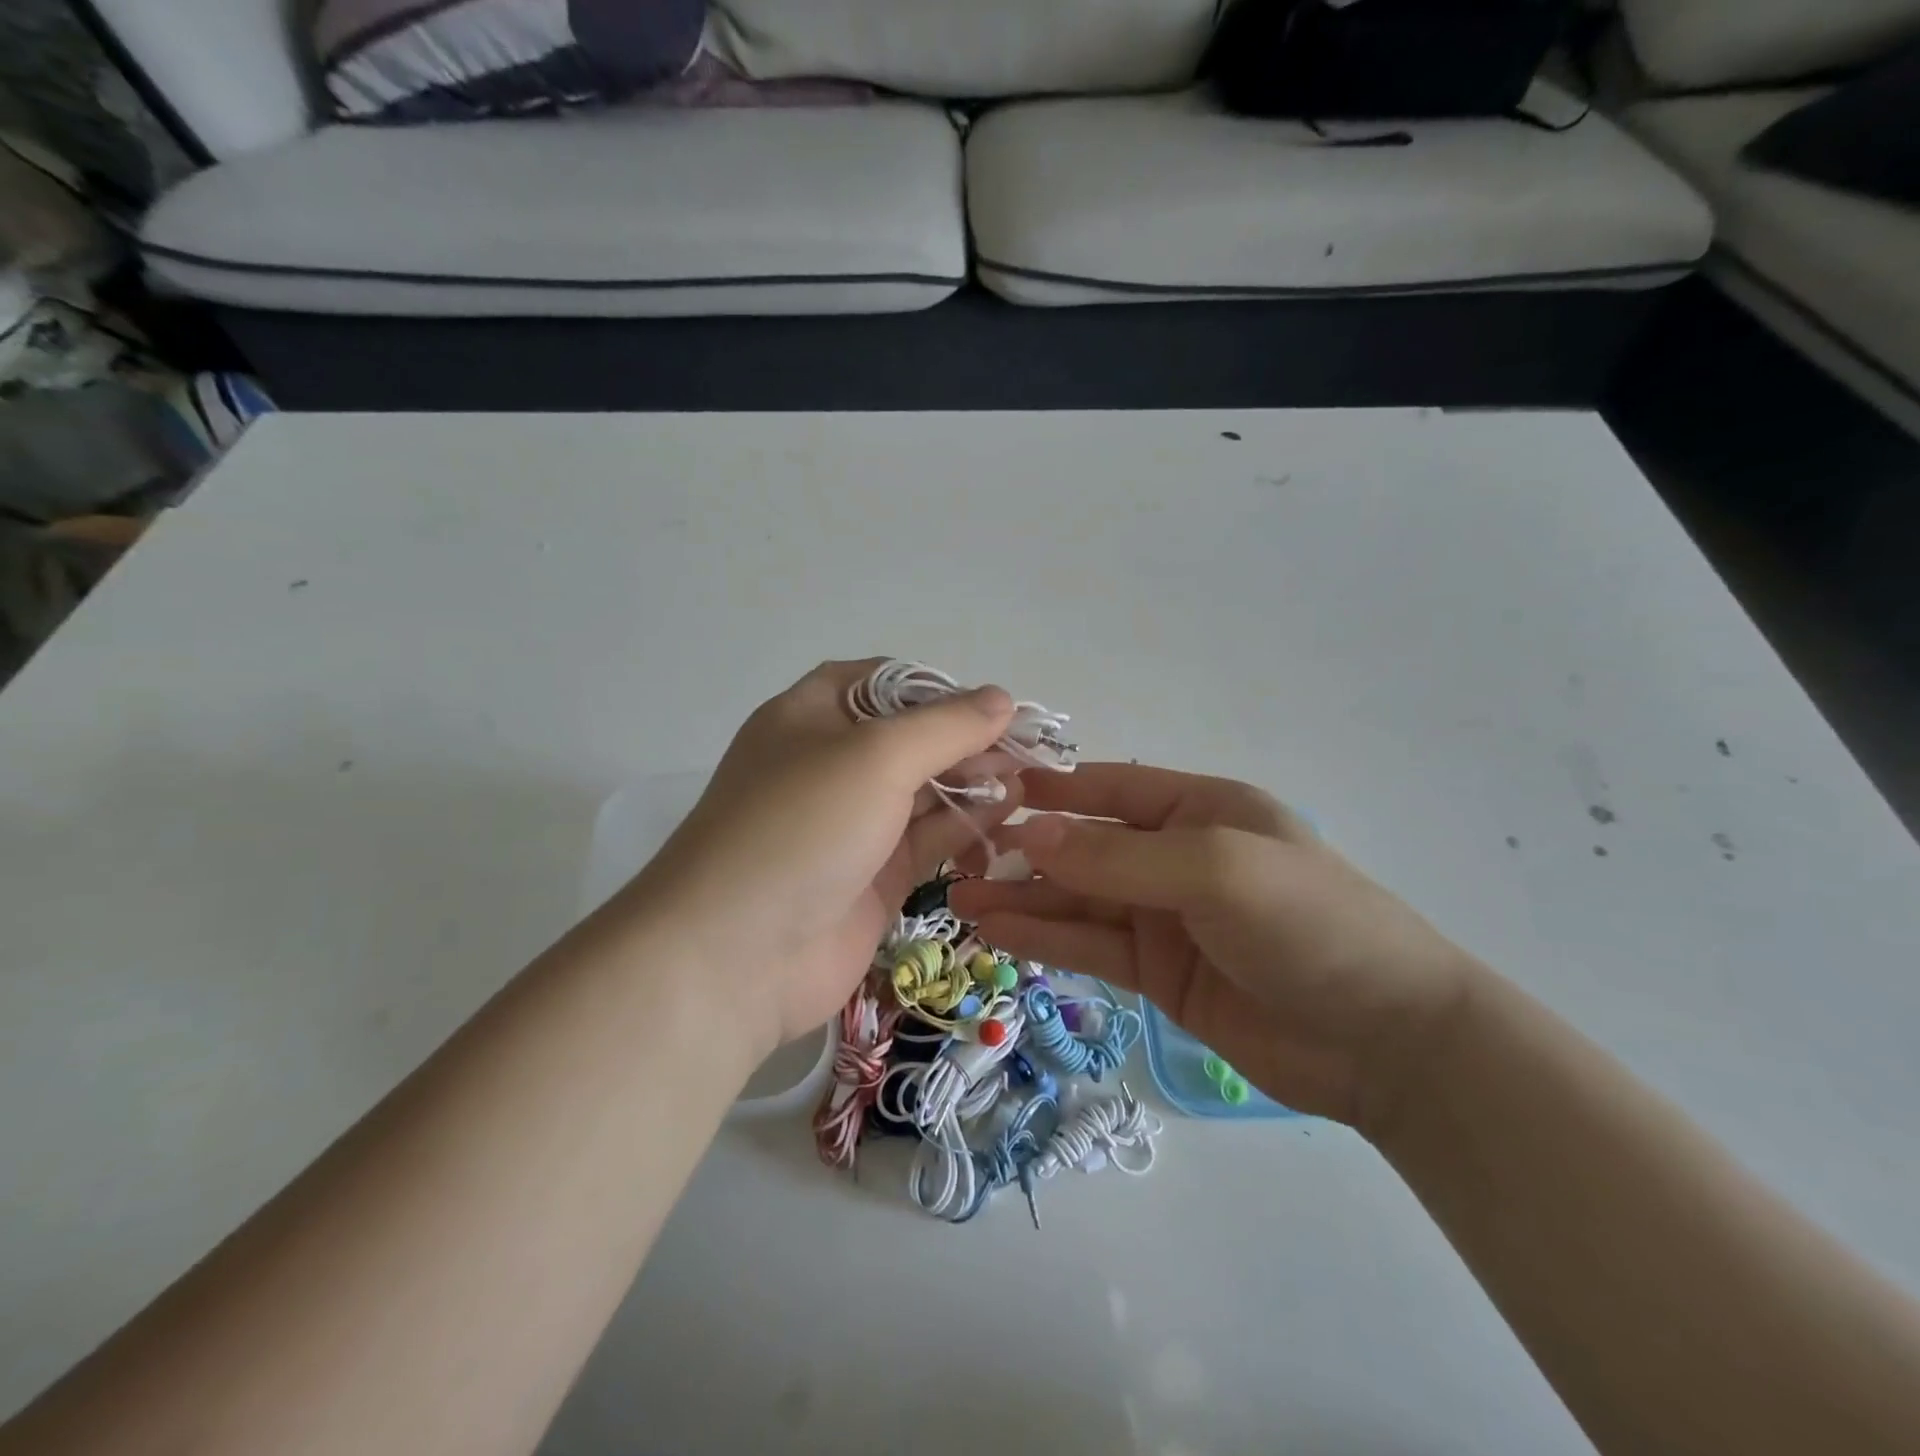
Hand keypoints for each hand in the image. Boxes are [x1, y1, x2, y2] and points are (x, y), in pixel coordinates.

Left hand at [626, 660, 1018, 1058]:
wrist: (737, 956)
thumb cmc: (802, 827)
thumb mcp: (875, 756)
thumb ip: (946, 726)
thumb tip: (1002, 699)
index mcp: (812, 716)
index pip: (884, 682)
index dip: (938, 688)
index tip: (992, 705)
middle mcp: (830, 764)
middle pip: (911, 738)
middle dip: (966, 741)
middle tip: (1024, 751)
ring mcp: (852, 824)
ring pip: (924, 791)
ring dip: (972, 784)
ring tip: (1025, 784)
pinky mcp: (874, 876)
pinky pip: (927, 840)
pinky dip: (965, 827)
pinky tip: (1006, 820)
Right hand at [948, 764, 1477, 1133]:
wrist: (1386, 1041)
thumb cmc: (1309, 924)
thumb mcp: (1215, 870)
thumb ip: (1118, 857)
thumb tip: (1030, 834)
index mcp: (1202, 809)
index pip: (1111, 790)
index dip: (1053, 789)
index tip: (991, 792)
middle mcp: (1178, 856)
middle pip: (1086, 848)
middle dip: (1024, 850)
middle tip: (957, 857)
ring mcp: (1166, 918)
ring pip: (1079, 901)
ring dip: (1023, 898)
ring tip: (960, 899)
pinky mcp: (1159, 973)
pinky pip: (1091, 946)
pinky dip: (1046, 939)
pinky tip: (999, 933)